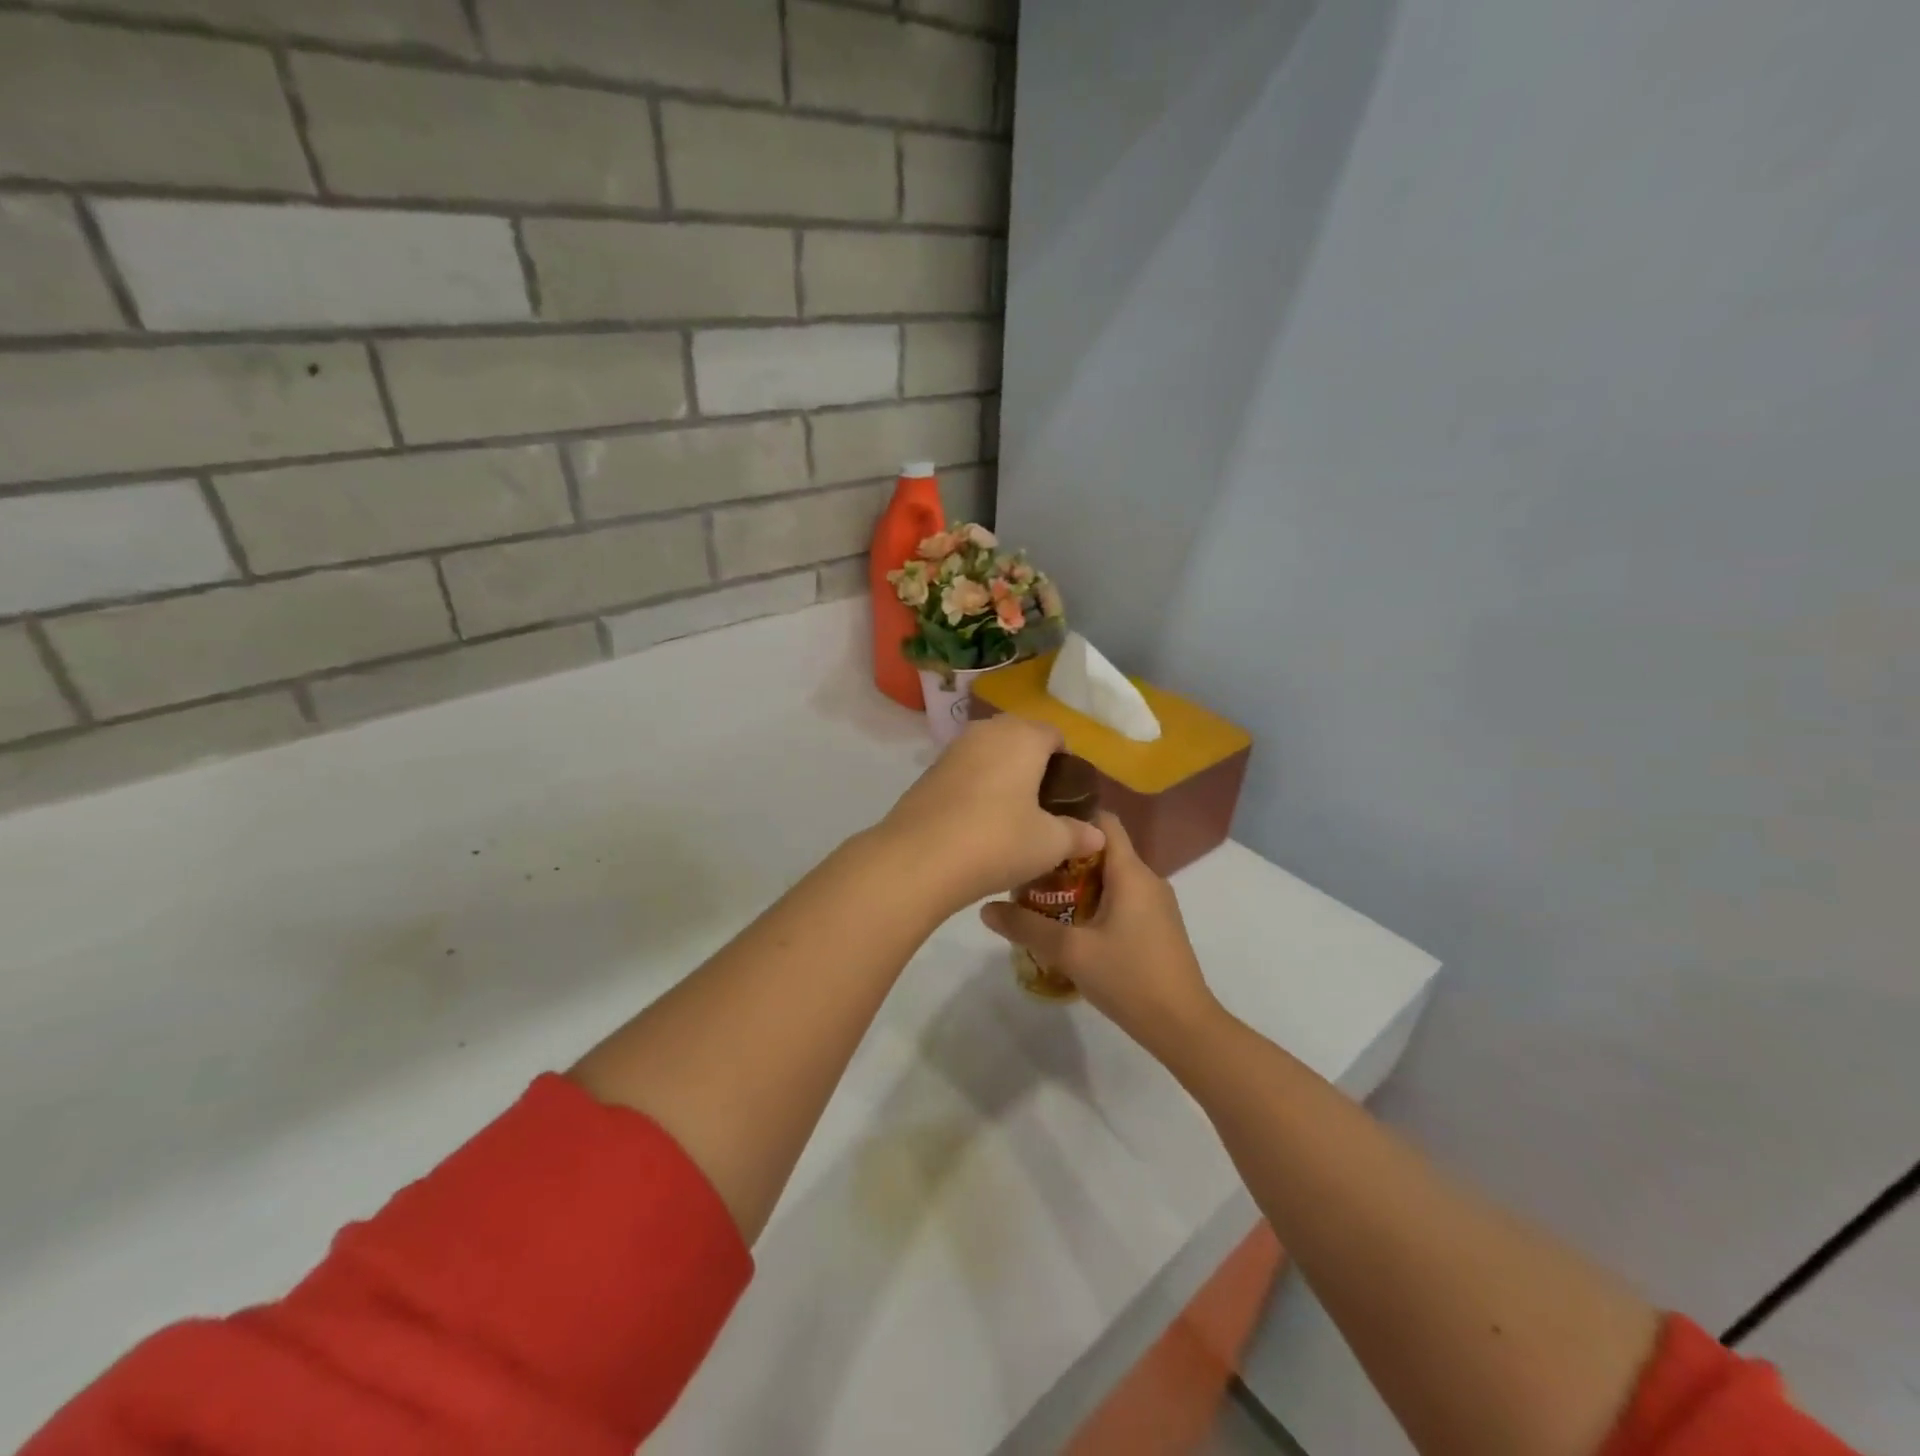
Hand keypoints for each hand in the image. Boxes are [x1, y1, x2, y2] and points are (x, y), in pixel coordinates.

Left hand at [877, 716, 1105, 911]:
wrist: (918, 859)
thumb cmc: (997, 842)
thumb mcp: (1049, 844)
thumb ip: (1077, 834)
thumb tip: (1097, 834)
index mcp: (1022, 737)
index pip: (1054, 735)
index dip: (1067, 763)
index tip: (1068, 797)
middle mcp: (987, 731)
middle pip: (1020, 738)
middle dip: (1034, 766)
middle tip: (1042, 807)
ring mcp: (953, 750)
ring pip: (989, 754)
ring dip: (1002, 776)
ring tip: (1011, 816)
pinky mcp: (928, 772)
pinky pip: (964, 772)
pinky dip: (976, 788)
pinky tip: (977, 823)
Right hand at [980, 812, 1218, 1055]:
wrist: (1183, 1026)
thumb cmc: (1129, 977)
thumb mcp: (1070, 951)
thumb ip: (1027, 926)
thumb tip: (985, 908)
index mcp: (1131, 872)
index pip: (1104, 821)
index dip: (1071, 817)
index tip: (1038, 827)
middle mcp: (1147, 879)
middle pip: (1102, 851)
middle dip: (1064, 858)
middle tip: (1027, 872)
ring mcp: (1155, 905)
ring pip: (1110, 879)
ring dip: (1077, 884)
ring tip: (1040, 899)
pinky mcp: (1156, 927)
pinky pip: (1121, 900)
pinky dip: (1094, 903)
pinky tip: (1070, 928)